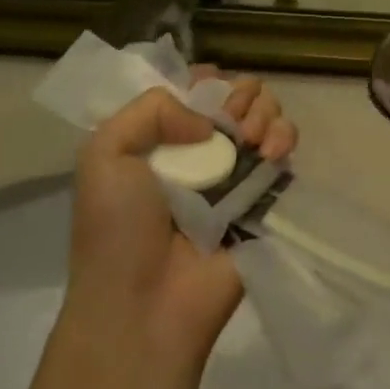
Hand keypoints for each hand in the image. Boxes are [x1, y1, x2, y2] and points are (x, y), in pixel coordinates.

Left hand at [65, 76, 297, 371]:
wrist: (144, 306)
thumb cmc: (116, 230)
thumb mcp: (104, 154)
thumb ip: (151, 108)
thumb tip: (209, 120)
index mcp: (160, 137)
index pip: (195, 89)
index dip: (207, 81)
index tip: (206, 92)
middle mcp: (201, 150)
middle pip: (237, 97)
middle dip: (241, 94)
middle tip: (233, 120)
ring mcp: (236, 174)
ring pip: (266, 116)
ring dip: (266, 112)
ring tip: (253, 137)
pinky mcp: (266, 198)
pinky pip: (285, 152)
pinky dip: (285, 137)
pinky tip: (272, 151)